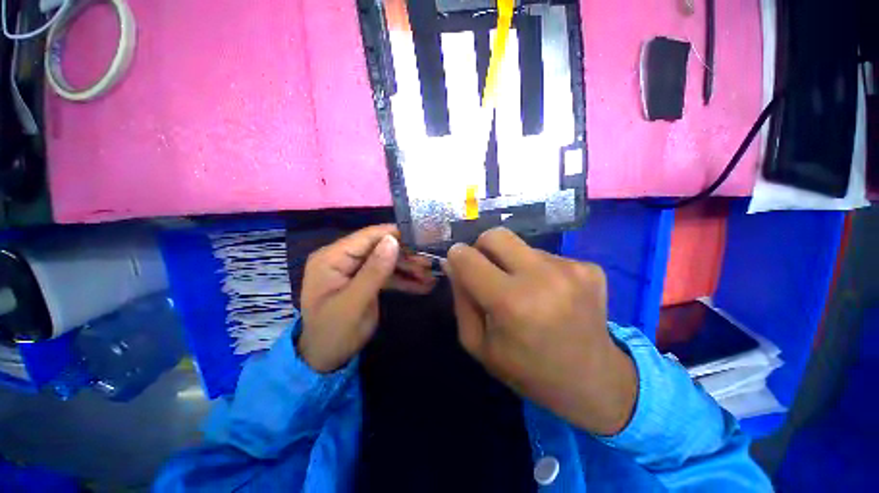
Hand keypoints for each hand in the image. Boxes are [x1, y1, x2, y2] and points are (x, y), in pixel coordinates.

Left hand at [298, 225, 435, 372]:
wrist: (325, 360)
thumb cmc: (334, 333)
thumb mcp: (354, 304)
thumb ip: (373, 271)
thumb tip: (393, 240)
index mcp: (332, 258)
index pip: (367, 237)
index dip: (395, 235)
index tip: (421, 239)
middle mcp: (342, 258)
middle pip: (380, 248)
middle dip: (406, 256)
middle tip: (430, 264)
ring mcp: (354, 269)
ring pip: (386, 261)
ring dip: (409, 269)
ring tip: (431, 276)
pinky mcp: (364, 280)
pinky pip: (386, 275)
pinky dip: (404, 280)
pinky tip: (422, 286)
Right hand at [444, 228, 636, 434]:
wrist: (594, 383)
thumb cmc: (526, 370)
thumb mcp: (478, 344)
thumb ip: (461, 299)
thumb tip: (452, 262)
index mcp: (511, 303)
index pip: (468, 257)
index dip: (457, 257)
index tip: (459, 264)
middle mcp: (543, 278)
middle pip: (496, 234)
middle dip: (482, 247)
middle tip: (488, 271)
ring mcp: (572, 269)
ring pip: (521, 246)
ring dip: (514, 263)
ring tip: (526, 292)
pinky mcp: (590, 268)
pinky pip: (546, 255)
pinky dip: (538, 270)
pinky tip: (550, 295)